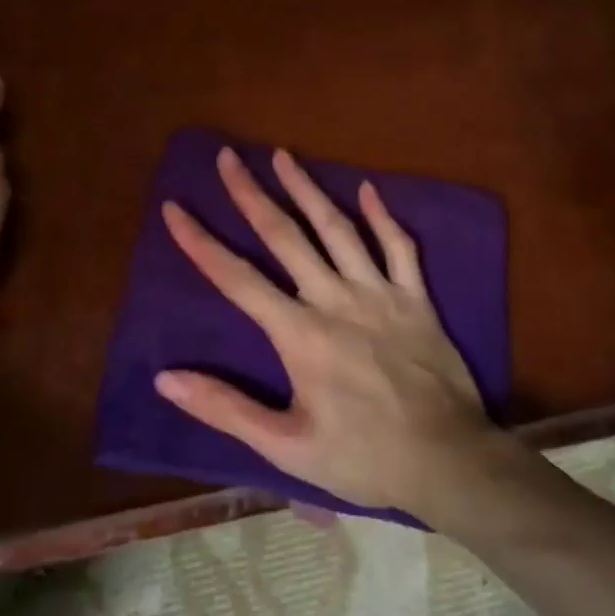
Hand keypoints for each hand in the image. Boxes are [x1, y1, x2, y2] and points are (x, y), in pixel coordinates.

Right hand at [155, 146, 493, 513]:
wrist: (448, 461)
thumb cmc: (362, 458)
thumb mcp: (285, 446)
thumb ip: (224, 408)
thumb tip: (165, 377)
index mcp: (299, 334)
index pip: (237, 278)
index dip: (201, 242)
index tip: (175, 208)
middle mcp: (335, 299)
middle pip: (285, 236)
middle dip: (251, 193)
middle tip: (228, 156)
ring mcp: (379, 293)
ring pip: (338, 228)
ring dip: (307, 188)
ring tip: (283, 155)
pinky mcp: (416, 298)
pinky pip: (400, 247)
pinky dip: (383, 216)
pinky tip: (369, 188)